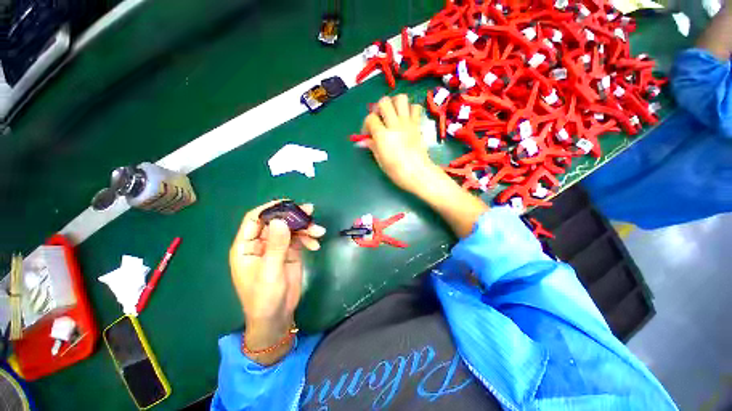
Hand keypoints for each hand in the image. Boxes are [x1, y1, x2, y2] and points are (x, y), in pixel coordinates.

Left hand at [229, 200, 325, 363]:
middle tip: (310, 212)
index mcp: (247, 246)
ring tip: (318, 232)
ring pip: (291, 229)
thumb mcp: (270, 272)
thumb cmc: (264, 298)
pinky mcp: (290, 252)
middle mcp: (261, 243)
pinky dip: (308, 239)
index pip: (255, 219)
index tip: (288, 204)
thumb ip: (275, 246)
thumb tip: (280, 221)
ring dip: (305, 228)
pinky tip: (315, 245)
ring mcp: (277, 247)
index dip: (270, 209)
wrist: (278, 316)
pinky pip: (300, 239)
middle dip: (294, 217)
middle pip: (277, 222)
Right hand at [362, 95, 441, 193]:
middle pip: (384, 102)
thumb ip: (372, 146)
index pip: (370, 118)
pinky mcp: (417, 125)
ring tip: (392, 115)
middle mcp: (395, 125)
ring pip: (401, 98)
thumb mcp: (380, 160)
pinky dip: (410, 109)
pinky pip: (416, 107)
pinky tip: (406, 118)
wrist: (418, 173)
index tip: (368, 135)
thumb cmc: (397, 171)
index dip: (366, 125)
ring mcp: (408, 123)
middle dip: (379, 108)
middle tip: (380, 120)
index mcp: (383, 135)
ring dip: (394, 103)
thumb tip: (364, 140)